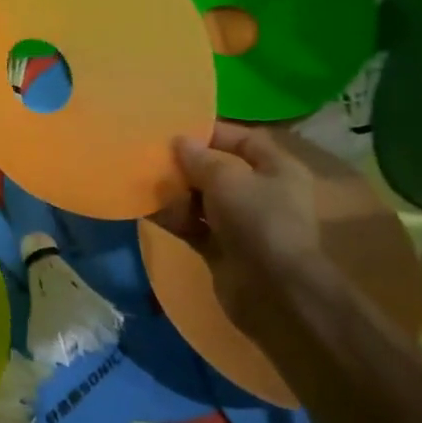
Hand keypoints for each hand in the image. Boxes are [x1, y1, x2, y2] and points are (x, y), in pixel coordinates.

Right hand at [164, 122, 323, 316]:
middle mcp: (262, 194)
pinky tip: (146, 209)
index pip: (245, 140)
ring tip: (144, 181)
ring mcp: (242, 224)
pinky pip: (193, 227)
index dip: (213, 133)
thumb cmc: (257, 220)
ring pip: (202, 200)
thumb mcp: (226, 179)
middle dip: (186, 165)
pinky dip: (173, 218)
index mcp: (277, 170)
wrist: (274, 292)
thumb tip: (179, 142)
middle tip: (152, 155)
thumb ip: (199, 158)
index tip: (178, 130)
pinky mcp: (223, 249)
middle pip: (219, 171)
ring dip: (175, 193)